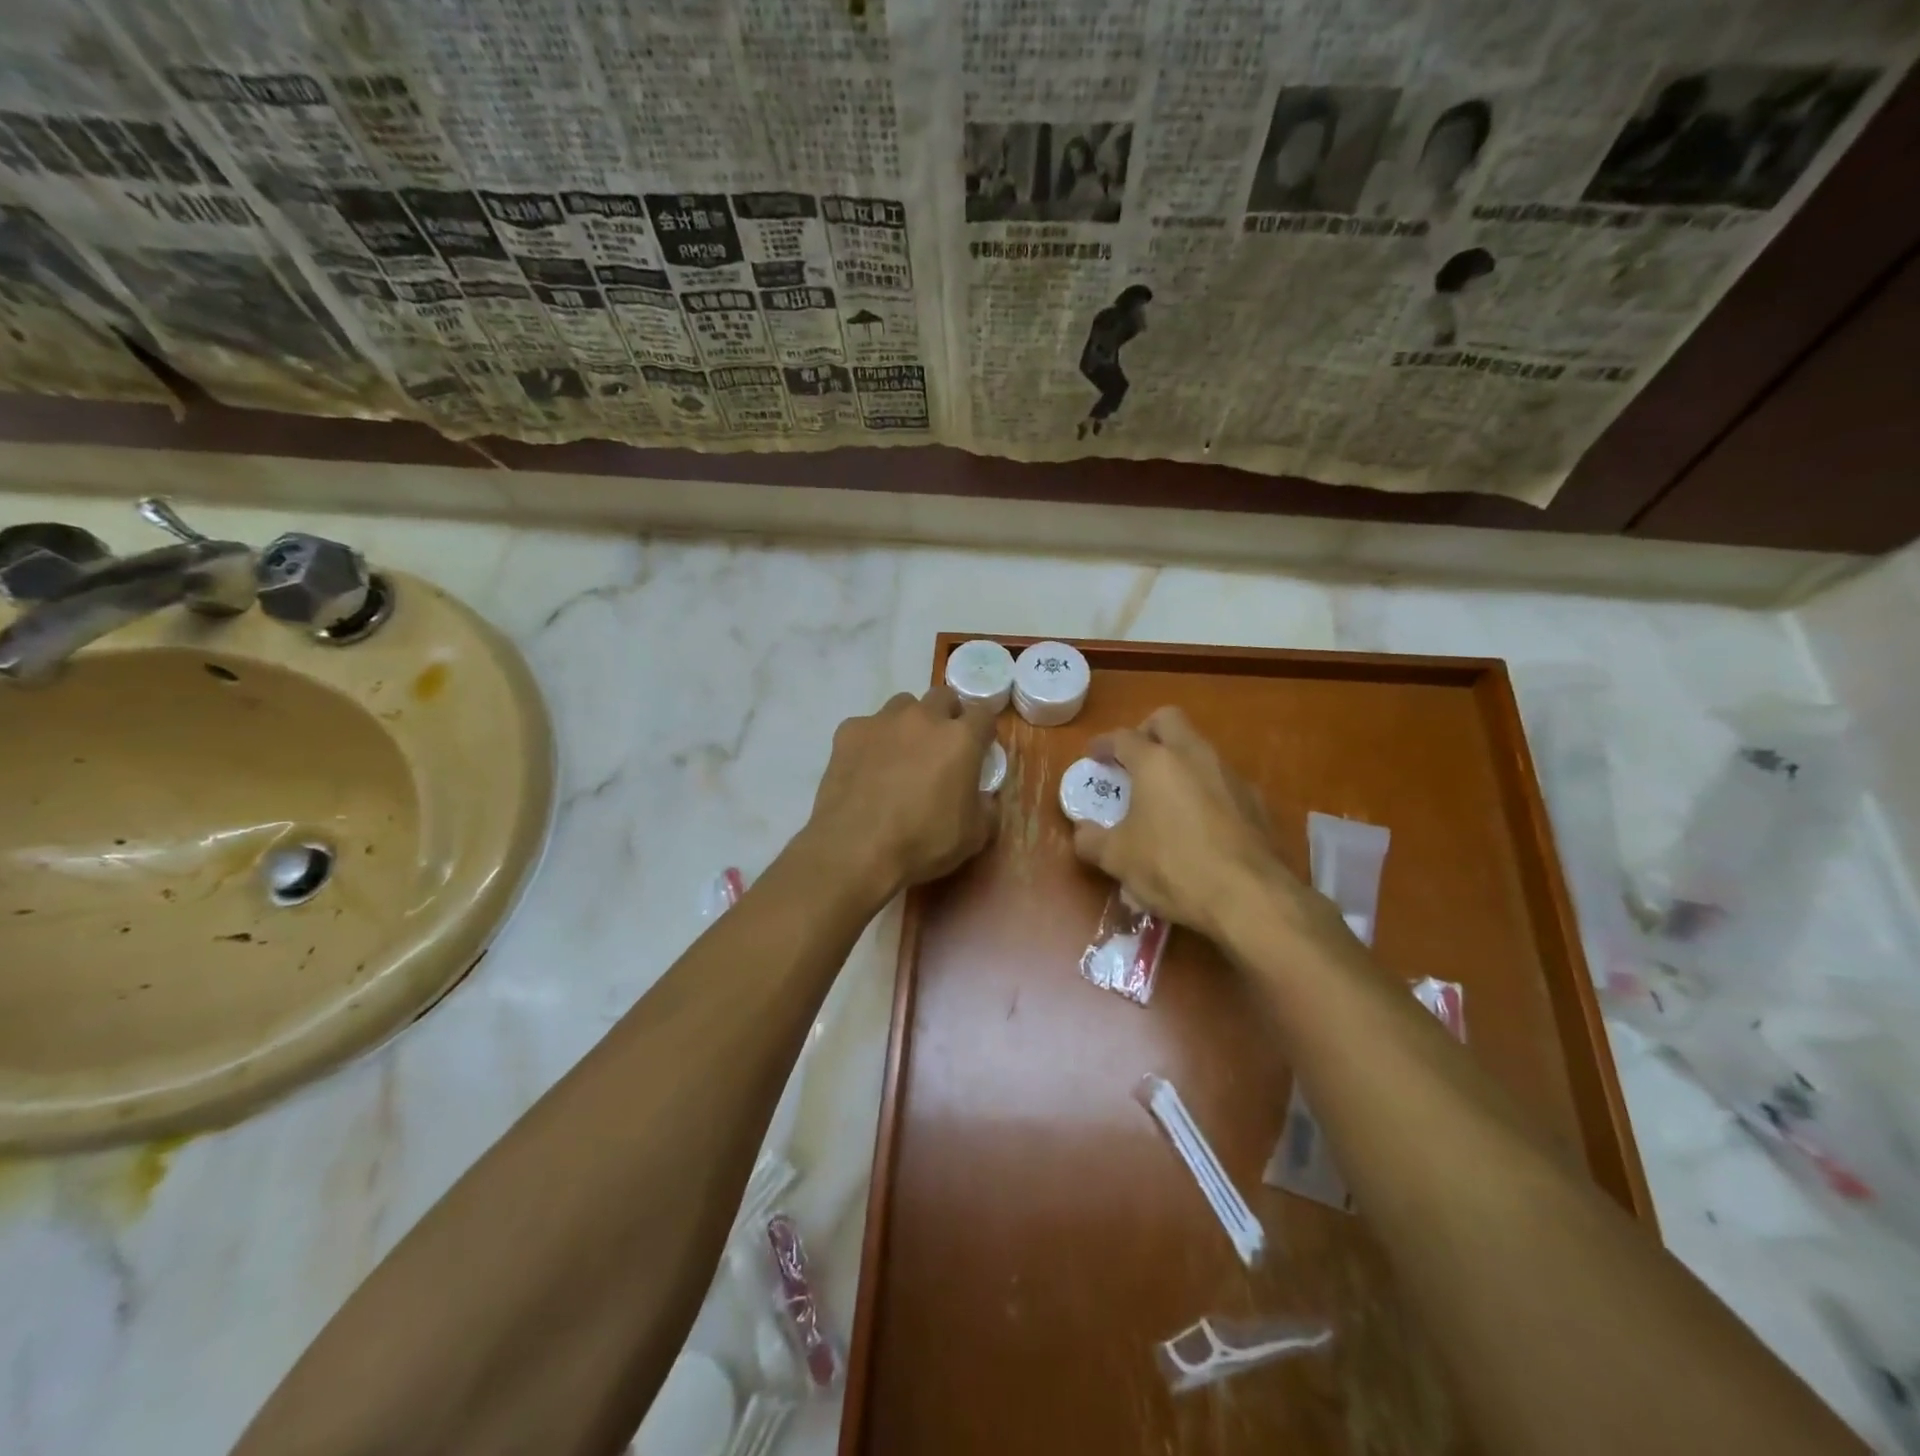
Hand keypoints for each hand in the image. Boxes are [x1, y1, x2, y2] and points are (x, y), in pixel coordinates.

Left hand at [805, 686, 998, 900]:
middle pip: (943, 697)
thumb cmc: (922, 843)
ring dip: (910, 723)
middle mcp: (923, 718)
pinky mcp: (849, 732)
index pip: (983, 714)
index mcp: (960, 739)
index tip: (979, 749)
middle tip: (941, 748)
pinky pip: (867, 726)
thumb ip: (986, 806)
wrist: (856, 850)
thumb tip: (983, 795)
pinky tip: (866, 769)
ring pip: (903, 705)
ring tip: (902, 754)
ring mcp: (883, 721)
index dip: (983, 731)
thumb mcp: (974, 835)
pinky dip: (873, 741)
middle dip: (947, 716)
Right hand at [1072, 706, 1309, 942]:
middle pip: (1168, 720)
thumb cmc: (1172, 868)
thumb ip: (1092, 840)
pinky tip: (1198, 821)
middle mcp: (1194, 756)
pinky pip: (1221, 779)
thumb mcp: (1118, 859)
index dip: (1104, 744)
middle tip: (1133, 759)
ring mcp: (1229, 775)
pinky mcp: (1255, 800)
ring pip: (1199, 748)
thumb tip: (1082, 832)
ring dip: (1178, 760)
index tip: (1093, 755)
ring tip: (1163, 794)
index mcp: (1156, 762)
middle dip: (1147, 732)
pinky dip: (1204, 788)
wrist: (1249, 897)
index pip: (1123, 737)